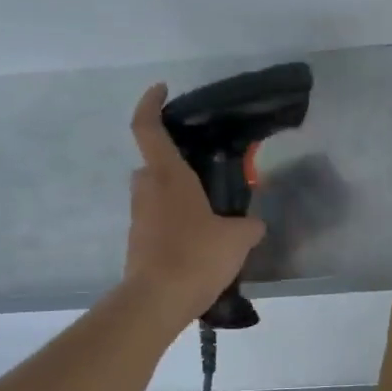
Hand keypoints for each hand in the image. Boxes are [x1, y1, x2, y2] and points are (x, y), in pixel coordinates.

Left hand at [124, 84, 265, 321]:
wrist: (157, 301)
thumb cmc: (196, 256)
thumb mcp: (238, 238)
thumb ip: (249, 225)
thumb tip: (253, 224)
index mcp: (168, 176)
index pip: (148, 127)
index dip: (151, 103)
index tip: (162, 89)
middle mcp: (147, 190)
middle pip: (155, 164)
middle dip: (176, 164)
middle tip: (206, 173)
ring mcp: (139, 217)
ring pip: (156, 194)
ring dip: (178, 197)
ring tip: (212, 213)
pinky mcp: (138, 242)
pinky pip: (158, 221)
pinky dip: (176, 223)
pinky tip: (202, 242)